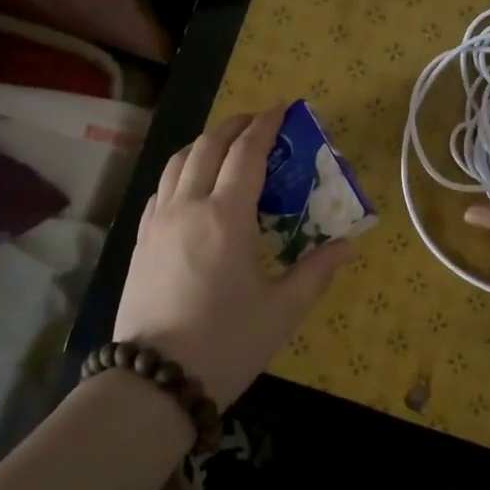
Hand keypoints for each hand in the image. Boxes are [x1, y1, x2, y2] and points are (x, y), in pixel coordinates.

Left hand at [115, 107, 353, 409]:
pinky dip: (183, 170)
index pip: (247, 152)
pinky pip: (162, 187)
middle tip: (260, 123)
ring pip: (179, 161)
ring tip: (227, 146)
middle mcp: (188, 206)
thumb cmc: (226, 344)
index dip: (267, 124)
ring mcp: (158, 221)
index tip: (284, 107)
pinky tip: (194, 185)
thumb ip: (317, 272)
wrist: (153, 383)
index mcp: (226, 216)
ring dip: (206, 142)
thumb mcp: (282, 311)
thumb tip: (348, 245)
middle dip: (236, 125)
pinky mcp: (141, 240)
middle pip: (209, 145)